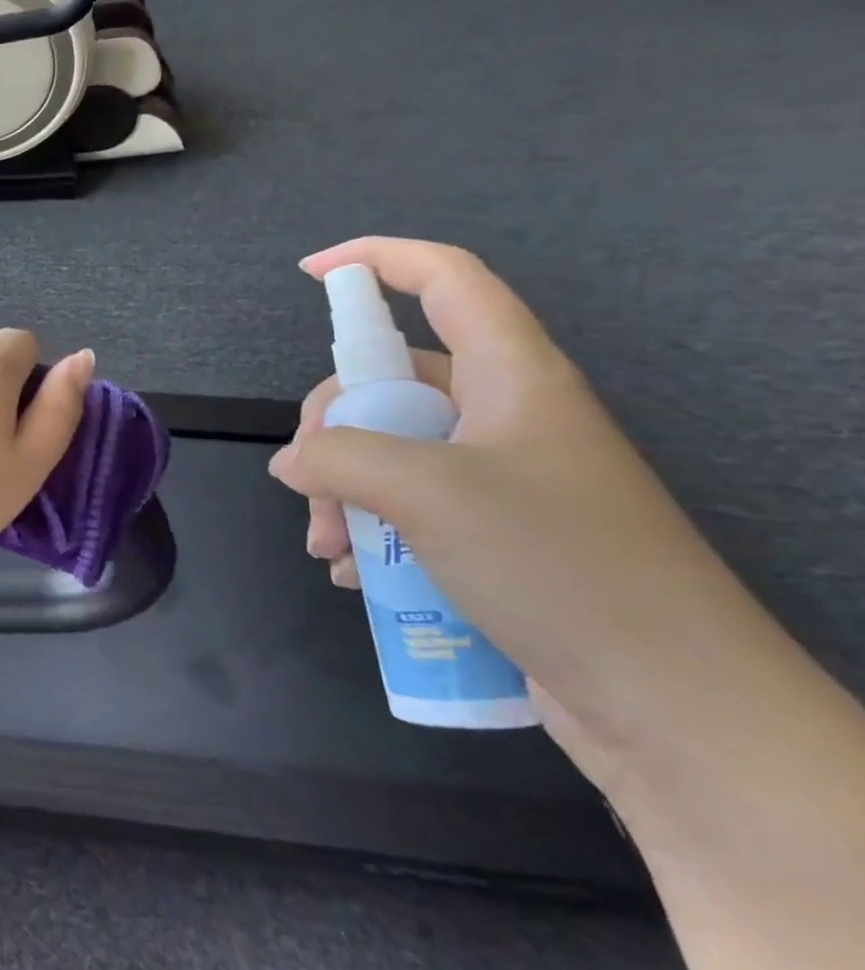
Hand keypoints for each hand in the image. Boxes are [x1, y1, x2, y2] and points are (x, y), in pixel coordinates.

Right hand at [265, 237, 750, 783]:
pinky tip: (356, 577)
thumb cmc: (559, 567)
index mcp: (513, 377)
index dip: (376, 258)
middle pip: (392, 380)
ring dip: (343, 491)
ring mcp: (503, 478)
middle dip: (332, 428)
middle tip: (308, 484)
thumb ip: (338, 458)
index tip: (308, 273)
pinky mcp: (498, 535)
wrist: (678, 711)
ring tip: (329, 549)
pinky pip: (409, 506)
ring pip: (390, 450)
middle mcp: (508, 416)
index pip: (445, 279)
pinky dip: (371, 531)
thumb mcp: (428, 494)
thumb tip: (292, 463)